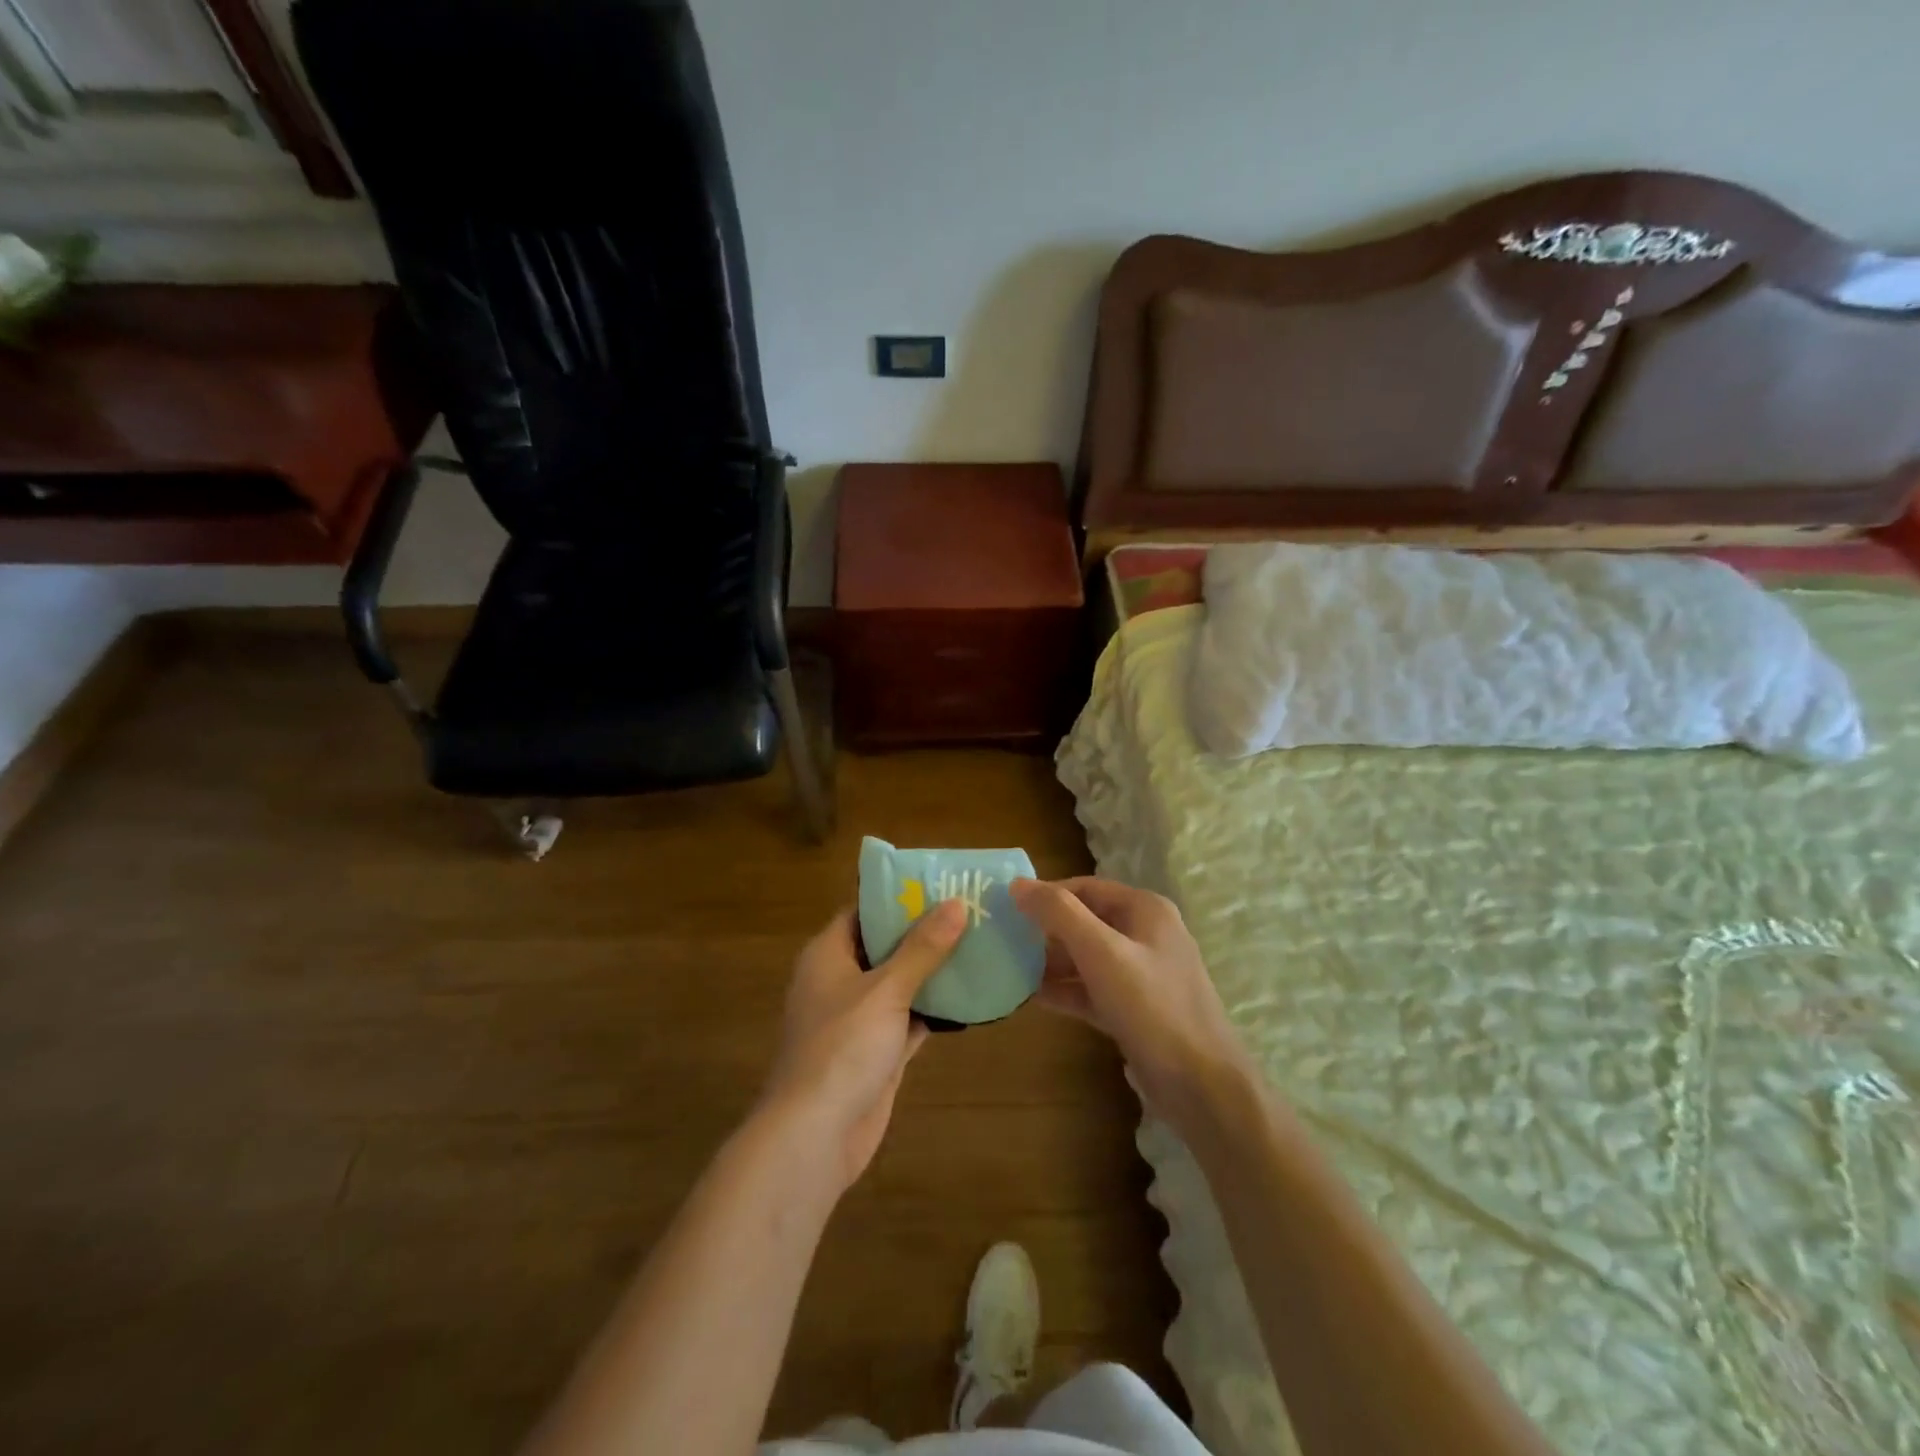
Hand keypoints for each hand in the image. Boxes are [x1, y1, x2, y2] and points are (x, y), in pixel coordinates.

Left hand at [761, 901, 966, 1190]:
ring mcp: (859, 1019)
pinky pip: (909, 1018)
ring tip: (979, 944)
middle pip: (885, 946)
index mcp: (828, 955)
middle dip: (924, 932)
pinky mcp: (877, 1051)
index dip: (897, 897)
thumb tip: (956, 904)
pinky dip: (935, 1008)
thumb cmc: (842, 1047)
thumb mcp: (886, 989)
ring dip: (933, 970)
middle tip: (969, 910)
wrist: (816, 1134)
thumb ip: (922, 948)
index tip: (938, 884)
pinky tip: (972, 995)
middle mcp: (840, 981)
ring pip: (900, 983)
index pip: (863, 911)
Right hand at [1010, 878, 1254, 1129]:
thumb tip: (1017, 884)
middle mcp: (1146, 935)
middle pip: (1085, 921)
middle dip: (1046, 931)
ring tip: (1010, 969)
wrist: (1203, 1087)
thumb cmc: (1152, 1007)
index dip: (1046, 895)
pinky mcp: (1136, 1010)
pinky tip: (1032, 998)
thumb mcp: (1102, 953)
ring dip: (1052, 963)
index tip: (1006, 908)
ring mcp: (1143, 975)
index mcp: (1145, 910)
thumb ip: (1059, 914)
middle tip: (1003, 940)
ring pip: (1088, 958)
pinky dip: (1067, 991)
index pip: (1085, 888)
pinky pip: (1094, 990)